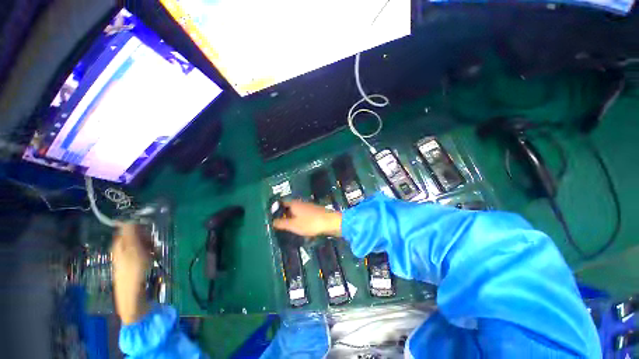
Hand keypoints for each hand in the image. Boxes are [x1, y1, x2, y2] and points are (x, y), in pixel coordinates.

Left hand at [111, 223, 150, 323]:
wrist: (132, 293)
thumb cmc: (133, 270)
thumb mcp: (133, 249)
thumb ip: (130, 233)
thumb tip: (129, 218)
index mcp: (119, 242)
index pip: (129, 226)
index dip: (141, 227)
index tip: (149, 232)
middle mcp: (121, 247)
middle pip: (136, 235)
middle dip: (146, 237)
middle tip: (152, 245)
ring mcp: (126, 256)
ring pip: (140, 243)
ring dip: (149, 246)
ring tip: (153, 253)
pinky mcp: (132, 263)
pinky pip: (142, 252)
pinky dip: (149, 253)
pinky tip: (152, 259)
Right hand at [272, 200, 341, 237]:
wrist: (329, 222)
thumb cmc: (310, 223)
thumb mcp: (293, 225)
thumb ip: (282, 223)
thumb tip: (272, 222)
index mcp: (294, 204)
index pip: (282, 202)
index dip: (276, 207)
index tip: (272, 215)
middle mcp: (301, 203)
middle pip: (289, 206)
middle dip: (284, 213)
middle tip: (279, 223)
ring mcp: (308, 206)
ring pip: (297, 210)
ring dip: (292, 216)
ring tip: (288, 226)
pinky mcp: (314, 211)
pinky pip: (303, 213)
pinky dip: (299, 218)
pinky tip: (300, 225)